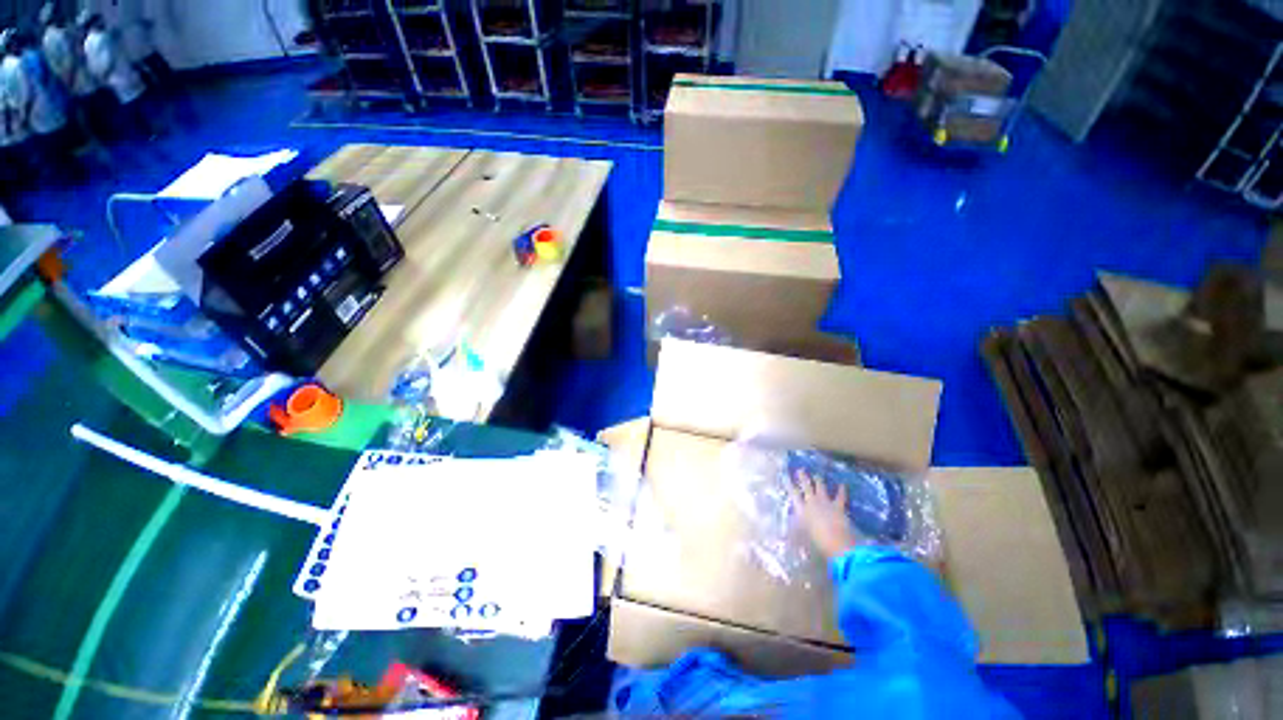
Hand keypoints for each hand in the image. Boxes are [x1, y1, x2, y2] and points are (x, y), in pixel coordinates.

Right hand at [789, 470, 859, 560]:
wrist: (838, 544)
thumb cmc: (817, 542)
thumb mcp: (801, 537)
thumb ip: (795, 531)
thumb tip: (786, 532)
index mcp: (801, 510)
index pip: (793, 494)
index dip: (789, 485)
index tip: (786, 477)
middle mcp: (812, 503)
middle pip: (806, 487)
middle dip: (803, 478)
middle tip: (800, 470)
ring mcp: (826, 503)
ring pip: (821, 488)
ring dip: (818, 481)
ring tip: (817, 475)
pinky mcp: (838, 506)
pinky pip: (840, 496)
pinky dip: (841, 490)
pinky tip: (843, 484)